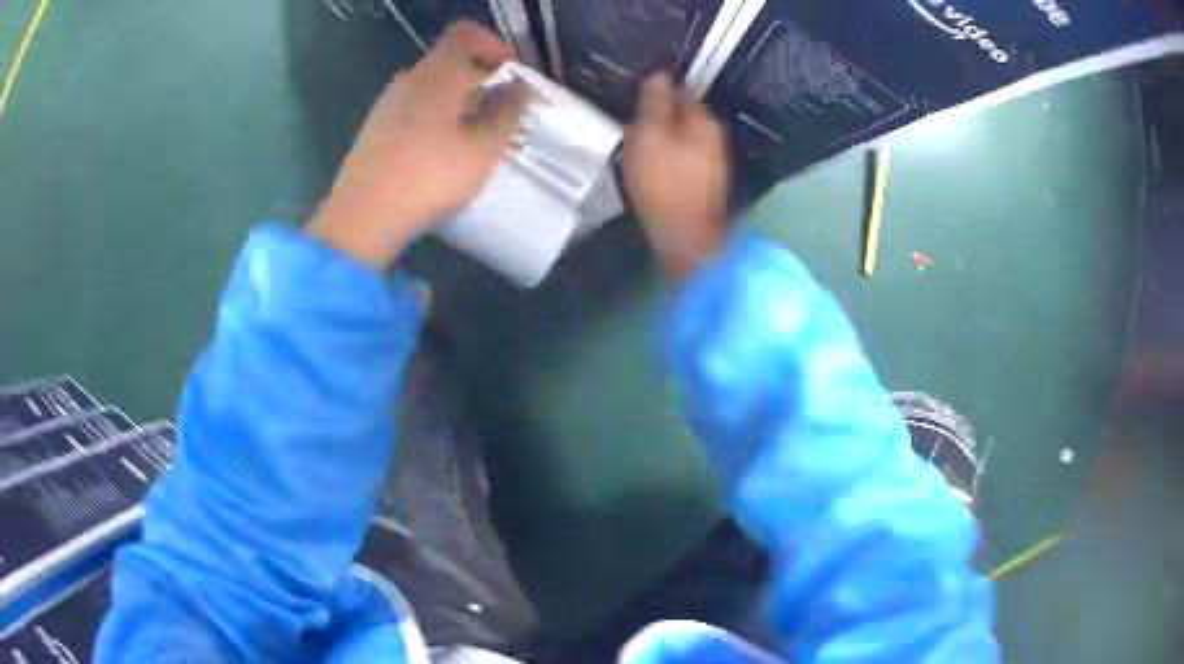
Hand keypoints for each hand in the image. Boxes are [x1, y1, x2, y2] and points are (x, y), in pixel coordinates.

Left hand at [307, 21, 528, 267]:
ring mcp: (387, 104)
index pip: (466, 35)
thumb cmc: (429, 177)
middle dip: (480, 78)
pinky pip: (414, 108)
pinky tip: (442, 151)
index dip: (493, 45)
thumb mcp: (483, 149)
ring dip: (458, 100)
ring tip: (475, 135)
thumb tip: (519, 89)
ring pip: (431, 87)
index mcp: (437, 74)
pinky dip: (436, 116)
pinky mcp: (375, 129)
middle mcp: (408, 80)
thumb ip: (507, 112)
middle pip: (449, 61)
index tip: (510, 74)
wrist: (362, 216)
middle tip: (501, 111)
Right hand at [624, 73, 729, 278]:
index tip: (633, 100)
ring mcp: (713, 161)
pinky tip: (652, 168)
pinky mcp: (706, 182)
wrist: (685, 239)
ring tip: (637, 147)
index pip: (679, 90)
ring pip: (682, 137)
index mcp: (704, 120)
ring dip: (661, 138)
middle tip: (630, 126)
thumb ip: (655, 103)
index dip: (655, 92)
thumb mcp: (650, 136)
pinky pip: (683, 157)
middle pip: (682, 115)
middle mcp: (715, 136)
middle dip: (658, 116)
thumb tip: (660, 74)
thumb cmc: (663, 183)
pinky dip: (668, 157)